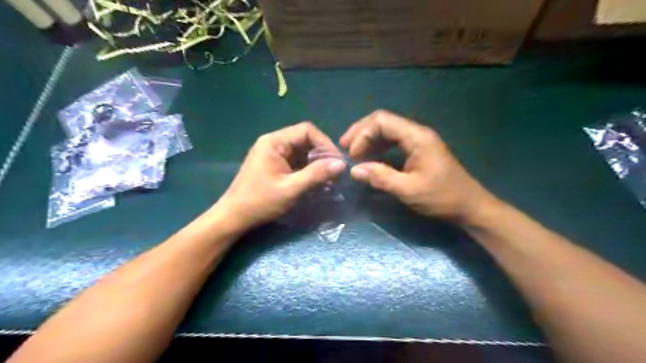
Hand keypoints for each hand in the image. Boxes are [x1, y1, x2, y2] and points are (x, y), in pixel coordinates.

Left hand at [216, 122, 347, 231]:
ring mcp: (273, 153)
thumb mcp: (291, 189)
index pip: (307, 130)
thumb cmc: (260, 202)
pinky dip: (308, 168)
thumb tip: (341, 164)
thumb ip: (316, 175)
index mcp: (274, 142)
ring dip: (316, 162)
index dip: (325, 143)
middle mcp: (274, 142)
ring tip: (328, 177)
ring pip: (302, 150)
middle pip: (305, 139)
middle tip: (335, 171)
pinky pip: (296, 160)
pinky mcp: (275, 164)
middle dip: (322, 153)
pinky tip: (316, 180)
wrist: (235, 217)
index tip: (336, 161)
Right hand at [340, 111, 495, 223]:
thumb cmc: (442, 198)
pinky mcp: (418, 150)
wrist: (469, 206)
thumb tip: (355, 170)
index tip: (351, 155)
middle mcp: (417, 133)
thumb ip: (381, 177)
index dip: (362, 134)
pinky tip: (370, 159)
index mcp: (417, 137)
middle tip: (344, 148)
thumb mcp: (409, 190)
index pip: (382, 121)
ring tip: (353, 154)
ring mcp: (418, 140)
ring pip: (387, 130)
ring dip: (368, 139)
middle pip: (383, 121)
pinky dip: (378, 147)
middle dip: (361, 133)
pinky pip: (393, 141)